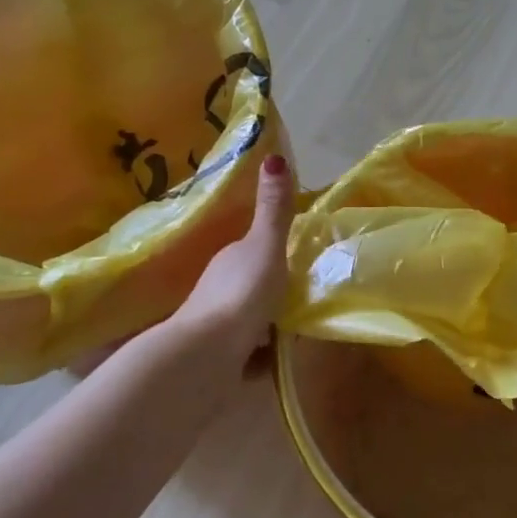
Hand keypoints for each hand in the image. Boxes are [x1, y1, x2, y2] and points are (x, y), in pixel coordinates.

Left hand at [171, 153, 296, 376]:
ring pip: (250, 320)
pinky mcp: (220, 361)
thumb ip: (274, 210)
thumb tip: (273, 156)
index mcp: (230, 260)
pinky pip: (247, 355)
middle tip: (309, 298)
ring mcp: (217, 327)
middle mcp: (219, 290)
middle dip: (275, 291)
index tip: (301, 260)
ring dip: (269, 324)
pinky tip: (278, 361)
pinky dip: (261, 356)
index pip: (254, 250)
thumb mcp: (266, 246)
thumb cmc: (241, 293)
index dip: (276, 252)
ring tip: (300, 331)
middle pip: (253, 286)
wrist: (207, 355)